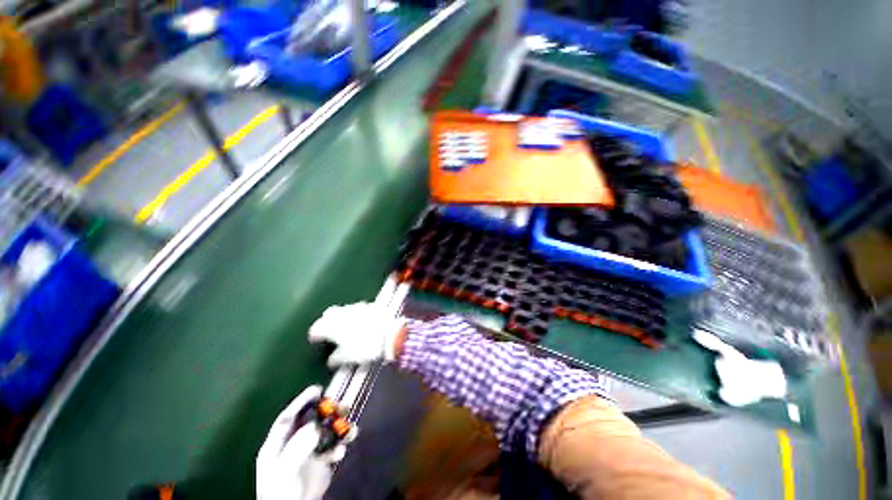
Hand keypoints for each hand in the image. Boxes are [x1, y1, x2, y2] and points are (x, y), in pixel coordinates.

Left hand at [256, 386, 353, 499]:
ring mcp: (308, 452)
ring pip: (325, 431)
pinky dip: (340, 445)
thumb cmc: (282, 493)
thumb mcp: (285, 470)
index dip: (301, 402)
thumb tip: (315, 427)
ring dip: (338, 426)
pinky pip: (333, 446)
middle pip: (311, 420)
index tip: (317, 389)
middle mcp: (294, 444)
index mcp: (278, 444)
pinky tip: (342, 450)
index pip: (288, 417)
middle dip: (326, 411)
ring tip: (348, 426)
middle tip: (339, 405)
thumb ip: (298, 448)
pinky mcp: (321, 461)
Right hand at [308, 302, 405, 366]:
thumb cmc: (366, 348)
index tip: (315, 340)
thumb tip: (330, 360)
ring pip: (344, 309)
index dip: (314, 335)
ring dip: (342, 316)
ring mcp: (358, 307)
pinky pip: (359, 308)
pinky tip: (362, 320)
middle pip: (329, 314)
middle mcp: (343, 313)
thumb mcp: (348, 358)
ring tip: (346, 326)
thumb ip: (336, 358)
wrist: (390, 334)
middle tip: (329, 330)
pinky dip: (357, 314)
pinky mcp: (371, 305)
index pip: (316, 328)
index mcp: (333, 326)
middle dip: (327, 320)